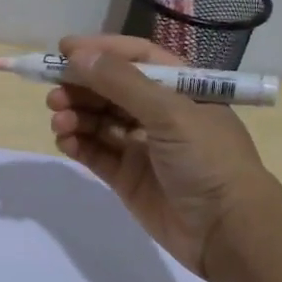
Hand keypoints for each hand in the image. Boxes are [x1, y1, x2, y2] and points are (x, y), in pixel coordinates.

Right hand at [47, 34, 270, 277]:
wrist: (228, 230)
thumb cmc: (208, 159)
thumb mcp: (169, 113)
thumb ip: (121, 83)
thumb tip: (78, 55)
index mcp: (181, 89)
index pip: (136, 58)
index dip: (101, 51)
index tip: (63, 51)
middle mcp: (161, 113)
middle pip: (111, 90)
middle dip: (81, 87)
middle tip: (53, 93)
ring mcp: (143, 147)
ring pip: (99, 122)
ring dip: (76, 116)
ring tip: (58, 121)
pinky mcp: (128, 178)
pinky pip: (96, 153)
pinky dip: (78, 144)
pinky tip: (65, 141)